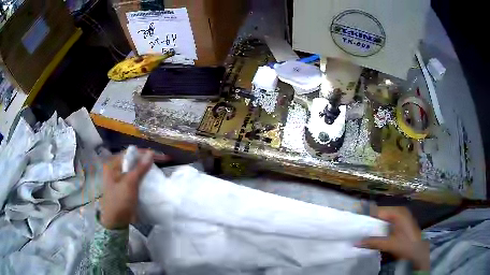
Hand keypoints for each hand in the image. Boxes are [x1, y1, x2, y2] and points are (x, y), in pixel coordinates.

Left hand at [100, 149, 153, 228]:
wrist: (116, 222)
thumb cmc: (120, 200)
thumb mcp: (130, 183)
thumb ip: (140, 168)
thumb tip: (151, 153)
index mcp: (112, 165)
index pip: (129, 153)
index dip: (143, 153)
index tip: (158, 155)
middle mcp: (115, 169)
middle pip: (132, 160)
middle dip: (145, 160)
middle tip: (161, 161)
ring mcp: (119, 178)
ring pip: (134, 169)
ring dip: (145, 169)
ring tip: (158, 168)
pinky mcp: (124, 186)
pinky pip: (135, 178)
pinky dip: (143, 177)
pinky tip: (151, 178)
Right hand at [357, 207, 429, 270]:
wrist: (418, 252)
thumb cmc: (405, 245)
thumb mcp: (389, 244)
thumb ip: (373, 242)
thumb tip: (356, 242)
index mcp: (398, 212)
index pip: (378, 211)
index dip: (366, 216)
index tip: (355, 223)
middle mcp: (400, 211)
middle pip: (381, 214)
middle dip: (370, 222)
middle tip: (358, 230)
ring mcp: (402, 216)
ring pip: (384, 219)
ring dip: (375, 226)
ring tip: (364, 233)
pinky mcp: (402, 223)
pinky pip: (388, 222)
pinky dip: (381, 228)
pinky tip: (376, 235)